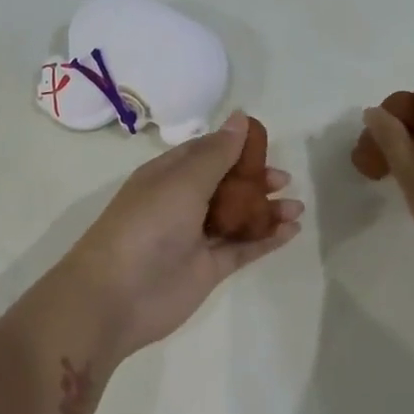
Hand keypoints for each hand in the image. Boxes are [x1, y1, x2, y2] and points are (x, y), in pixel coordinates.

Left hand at [57, 112, 303, 360]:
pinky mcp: (208, 268)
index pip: (205, 153)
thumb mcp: (183, 181)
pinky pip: (242, 248)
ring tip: (296, 207)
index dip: (235, 147)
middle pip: (225, 185)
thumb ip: (217, 153)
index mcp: (167, 176)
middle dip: (255, 180)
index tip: (267, 144)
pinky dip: (266, 239)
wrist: (118, 296)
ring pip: (237, 217)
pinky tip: (291, 231)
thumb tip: (241, 117)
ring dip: (266, 210)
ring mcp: (195, 238)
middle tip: (284, 180)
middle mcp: (181, 203)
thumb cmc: (147, 226)